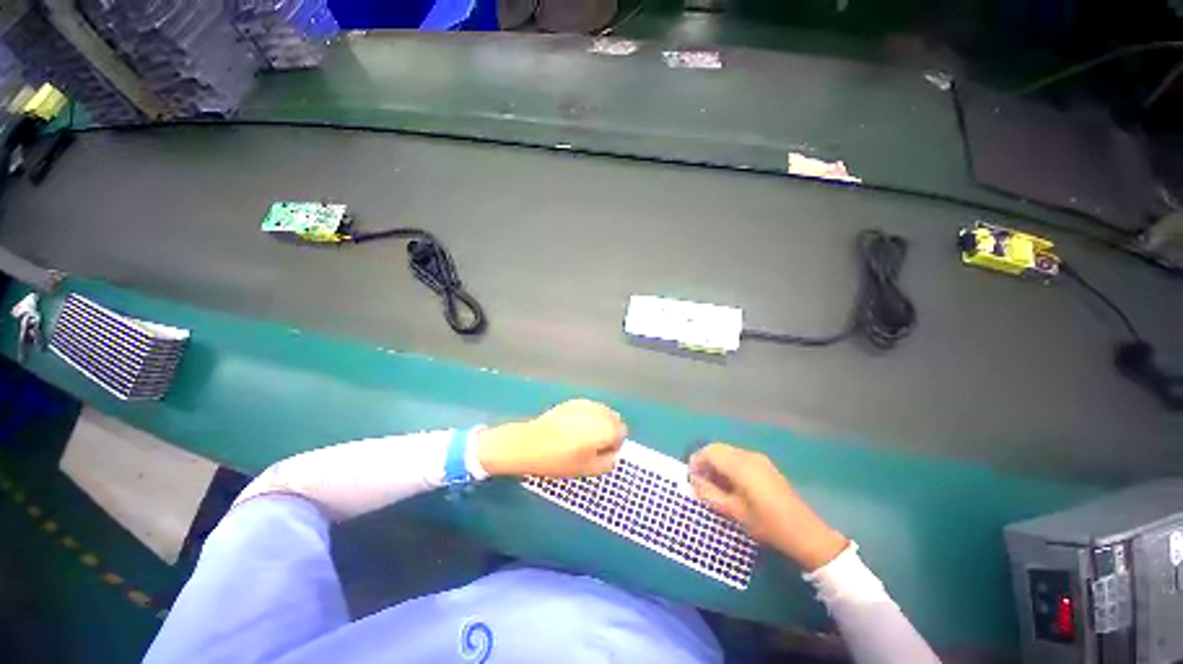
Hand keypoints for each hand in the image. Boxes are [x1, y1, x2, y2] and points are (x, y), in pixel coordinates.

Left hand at [477, 399, 625, 477]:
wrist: (529, 444)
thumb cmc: (559, 460)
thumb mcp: (587, 470)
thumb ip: (608, 462)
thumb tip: (613, 454)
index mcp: (604, 428)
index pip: (622, 432)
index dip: (613, 445)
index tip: (600, 454)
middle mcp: (598, 411)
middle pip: (614, 419)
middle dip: (609, 431)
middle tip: (593, 446)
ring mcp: (584, 404)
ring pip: (602, 412)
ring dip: (599, 423)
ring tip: (583, 437)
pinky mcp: (572, 402)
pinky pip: (589, 408)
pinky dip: (588, 417)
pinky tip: (573, 428)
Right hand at [689, 443, 847, 570]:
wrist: (804, 532)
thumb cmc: (765, 523)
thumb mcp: (733, 511)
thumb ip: (709, 493)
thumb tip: (694, 481)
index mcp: (739, 465)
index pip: (709, 452)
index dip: (696, 462)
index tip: (691, 478)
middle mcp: (748, 455)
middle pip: (718, 449)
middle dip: (705, 461)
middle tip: (700, 481)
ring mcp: (758, 459)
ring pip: (728, 452)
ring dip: (716, 463)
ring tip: (714, 485)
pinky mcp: (764, 465)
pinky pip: (738, 457)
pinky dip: (728, 465)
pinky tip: (730, 484)